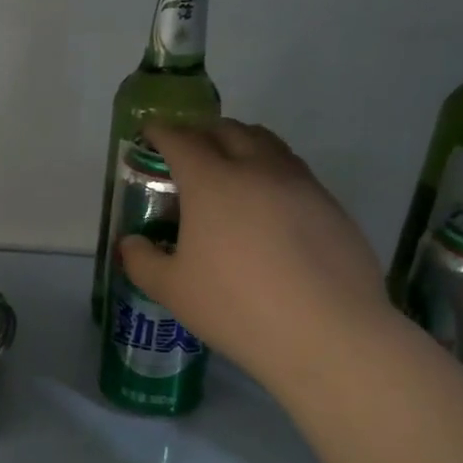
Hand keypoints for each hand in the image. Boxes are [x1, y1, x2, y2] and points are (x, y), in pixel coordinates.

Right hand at [117, 120, 395, 393]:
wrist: (326, 332)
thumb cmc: (235, 307)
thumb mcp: (172, 290)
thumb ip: (142, 261)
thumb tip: (132, 243)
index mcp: (212, 182)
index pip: (182, 140)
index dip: (162, 132)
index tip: (150, 132)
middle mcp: (257, 170)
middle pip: (229, 130)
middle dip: (203, 132)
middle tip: (188, 149)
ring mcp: (300, 184)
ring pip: (268, 144)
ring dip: (242, 144)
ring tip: (229, 167)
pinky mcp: (330, 206)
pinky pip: (294, 172)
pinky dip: (271, 172)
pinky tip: (266, 206)